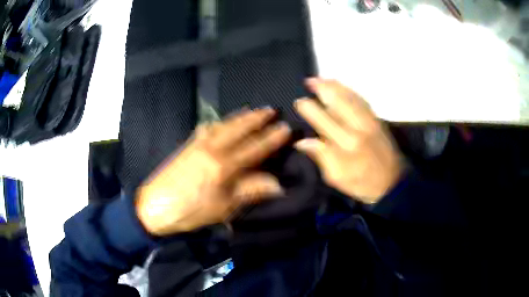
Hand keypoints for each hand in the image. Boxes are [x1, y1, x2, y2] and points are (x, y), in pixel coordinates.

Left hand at [136, 108, 290, 235]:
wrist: (155, 206)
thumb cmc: (191, 211)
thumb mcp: (224, 207)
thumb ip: (250, 191)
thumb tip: (277, 184)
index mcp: (224, 166)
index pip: (254, 148)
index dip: (271, 138)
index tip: (285, 128)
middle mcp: (212, 148)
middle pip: (238, 129)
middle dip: (256, 118)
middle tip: (270, 109)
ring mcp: (198, 144)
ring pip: (223, 125)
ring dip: (239, 117)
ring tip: (251, 111)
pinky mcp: (187, 145)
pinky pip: (207, 128)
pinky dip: (219, 123)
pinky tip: (221, 122)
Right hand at [294, 78, 401, 203]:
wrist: (393, 184)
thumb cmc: (362, 183)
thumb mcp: (337, 177)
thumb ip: (321, 157)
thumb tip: (303, 141)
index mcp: (347, 143)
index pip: (323, 120)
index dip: (309, 108)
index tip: (299, 101)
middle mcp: (359, 127)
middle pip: (339, 101)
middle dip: (323, 88)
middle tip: (310, 80)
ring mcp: (370, 122)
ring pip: (351, 97)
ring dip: (336, 86)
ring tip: (323, 79)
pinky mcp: (378, 121)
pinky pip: (363, 101)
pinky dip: (352, 91)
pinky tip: (345, 88)